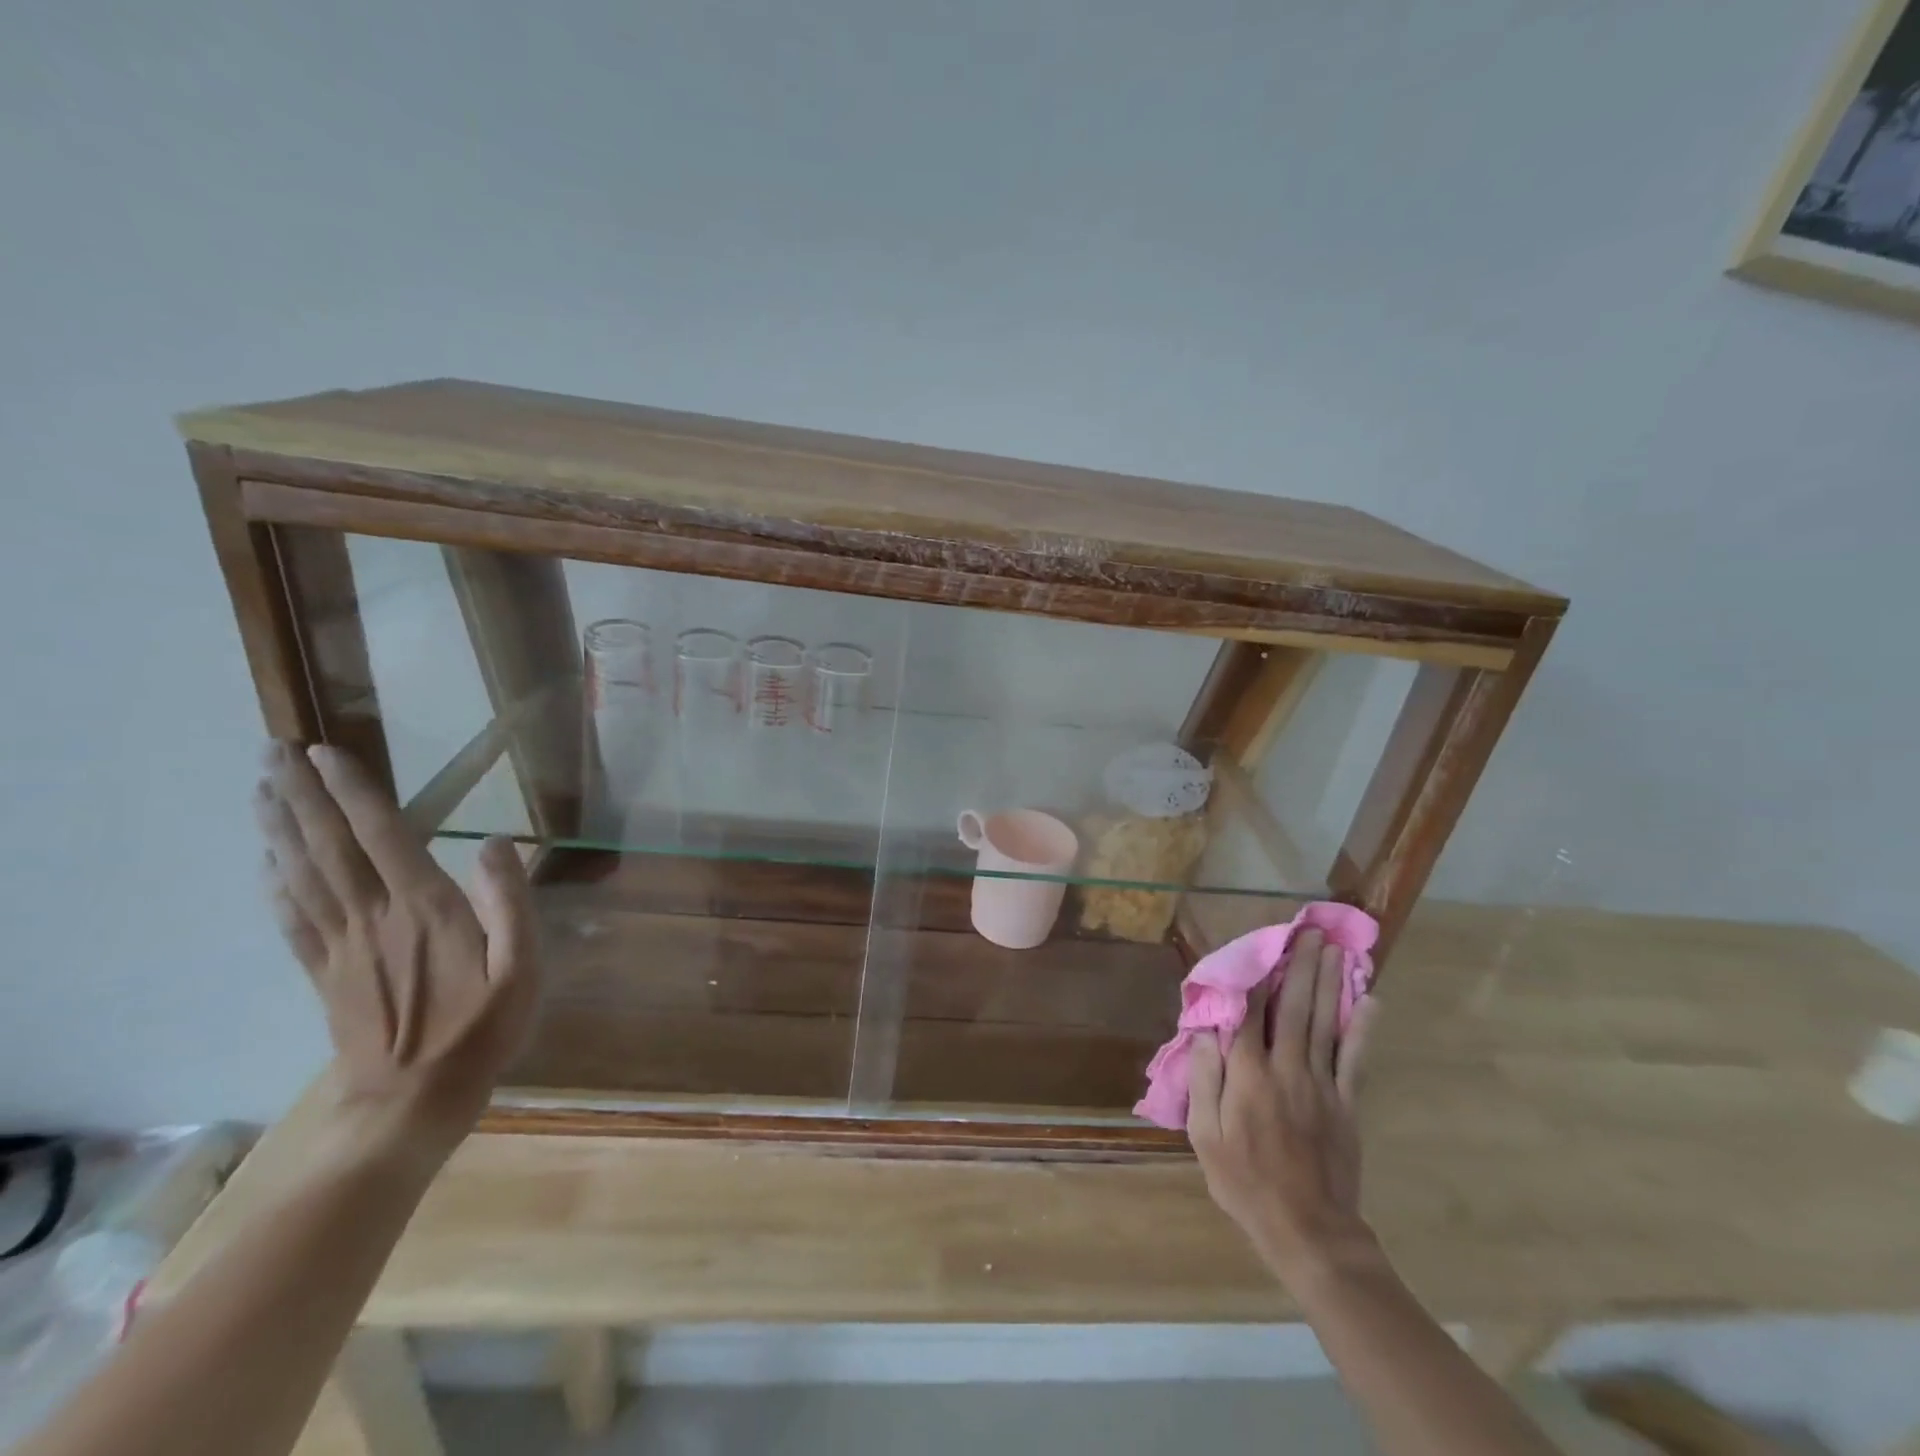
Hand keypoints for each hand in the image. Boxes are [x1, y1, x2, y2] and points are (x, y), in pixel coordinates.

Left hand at [254, 742, 540, 1164]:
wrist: (411, 1103)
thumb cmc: (481, 1030)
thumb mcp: (522, 968)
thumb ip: (511, 903)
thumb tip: (496, 843)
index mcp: (424, 909)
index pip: (381, 836)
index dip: (352, 793)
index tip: (323, 752)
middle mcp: (373, 917)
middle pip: (327, 846)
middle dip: (300, 796)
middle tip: (271, 751)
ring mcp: (341, 946)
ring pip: (300, 874)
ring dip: (278, 828)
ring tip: (259, 789)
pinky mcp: (324, 972)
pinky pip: (291, 918)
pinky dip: (273, 882)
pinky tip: (266, 861)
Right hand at [1186, 928, 1380, 1285]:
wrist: (1308, 1231)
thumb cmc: (1245, 1182)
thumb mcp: (1204, 1135)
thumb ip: (1203, 1079)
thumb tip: (1205, 1031)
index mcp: (1248, 1075)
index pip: (1248, 1013)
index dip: (1251, 976)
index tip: (1255, 945)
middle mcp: (1286, 1068)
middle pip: (1292, 1006)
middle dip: (1299, 966)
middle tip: (1308, 932)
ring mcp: (1321, 1084)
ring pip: (1324, 1023)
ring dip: (1328, 983)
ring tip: (1331, 949)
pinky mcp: (1346, 1103)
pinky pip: (1355, 1059)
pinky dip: (1363, 1029)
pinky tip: (1370, 1001)